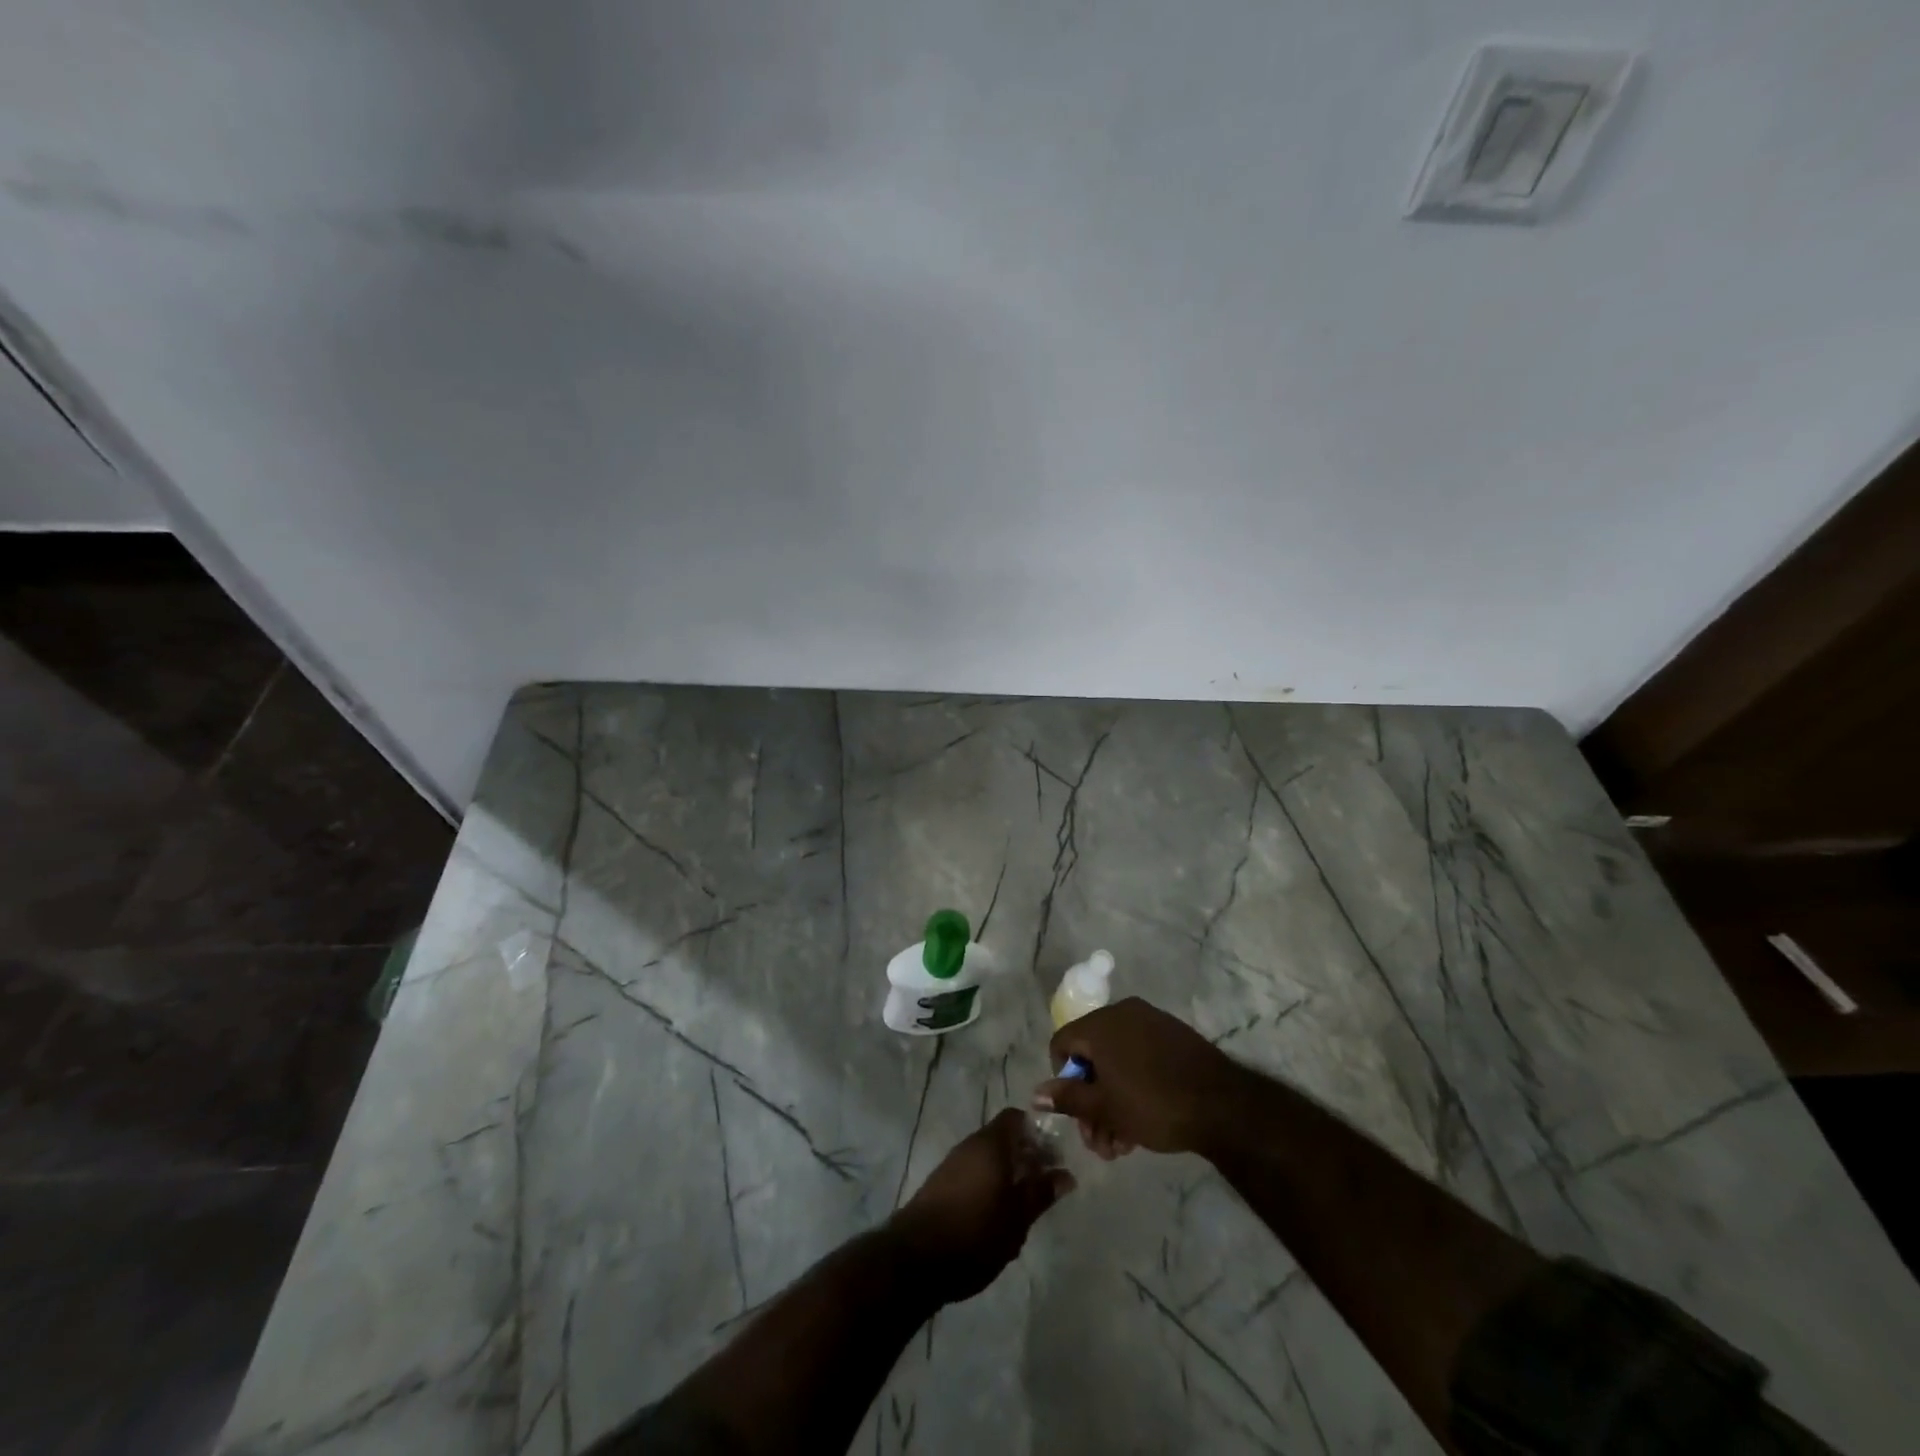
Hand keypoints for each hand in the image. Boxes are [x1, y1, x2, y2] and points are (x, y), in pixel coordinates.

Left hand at [888, 1109, 1074, 1304]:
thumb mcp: (1017, 1218)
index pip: (1017, 1118)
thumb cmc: (975, 1233)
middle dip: (1025, 1154)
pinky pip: (973, 1171)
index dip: (1037, 1132)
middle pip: (1003, 1137)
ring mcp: (953, 1163)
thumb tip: (1065, 1175)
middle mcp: (970, 1144)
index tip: (1054, 1156)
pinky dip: (989, 1182)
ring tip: (1024, 1202)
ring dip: (1007, 1171)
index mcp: (990, 1143)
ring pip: (987, 1156)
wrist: (916, 1258)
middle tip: (1045, 1182)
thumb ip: (1041, 1193)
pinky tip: (997, 1212)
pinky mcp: (941, 1183)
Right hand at [1034, 997, 1243, 1157]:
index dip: (1063, 1080)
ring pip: (1116, 1061)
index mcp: (1100, 1024)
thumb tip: (1036, 1094)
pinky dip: (1133, 1084)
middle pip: (1091, 1056)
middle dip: (1090, 1103)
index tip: (1077, 1113)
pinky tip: (1142, 1123)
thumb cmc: (1154, 1104)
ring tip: (1122, 1144)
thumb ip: (1067, 1098)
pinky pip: (1140, 1055)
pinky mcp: (1173, 1035)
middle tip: (1100, 1143)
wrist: (1223, 1104)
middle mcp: (1122, 1013)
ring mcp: (1150, 1021)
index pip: (1062, 1043)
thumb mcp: (1105, 1108)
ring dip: (1112, 1102)